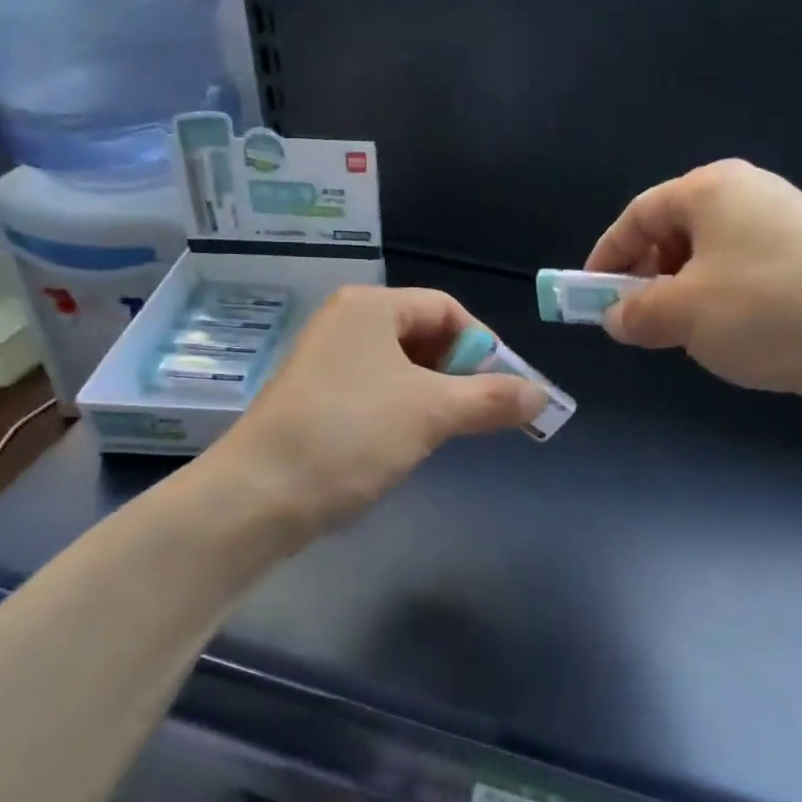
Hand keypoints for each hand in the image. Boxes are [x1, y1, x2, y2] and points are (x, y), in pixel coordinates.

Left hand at [209, 285, 545, 533]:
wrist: (259, 495)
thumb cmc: (351, 434)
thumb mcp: (432, 412)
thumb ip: (492, 398)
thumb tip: (542, 395)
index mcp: (370, 306)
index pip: (447, 310)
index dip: (484, 346)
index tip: (505, 390)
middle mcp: (345, 323)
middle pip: (424, 336)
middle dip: (459, 374)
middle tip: (480, 414)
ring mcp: (325, 361)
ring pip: (400, 368)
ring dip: (433, 396)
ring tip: (445, 432)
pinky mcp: (314, 398)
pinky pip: (374, 392)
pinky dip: (401, 411)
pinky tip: (404, 444)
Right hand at [586, 159, 801, 406]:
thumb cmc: (766, 312)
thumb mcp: (683, 315)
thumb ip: (635, 312)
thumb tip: (615, 316)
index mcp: (713, 190)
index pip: (638, 214)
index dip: (607, 256)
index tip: (591, 296)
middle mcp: (749, 193)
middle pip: (674, 230)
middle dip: (646, 276)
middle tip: (638, 318)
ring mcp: (786, 223)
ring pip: (708, 254)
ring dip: (682, 292)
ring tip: (685, 332)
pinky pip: (743, 270)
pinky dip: (719, 297)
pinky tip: (730, 333)